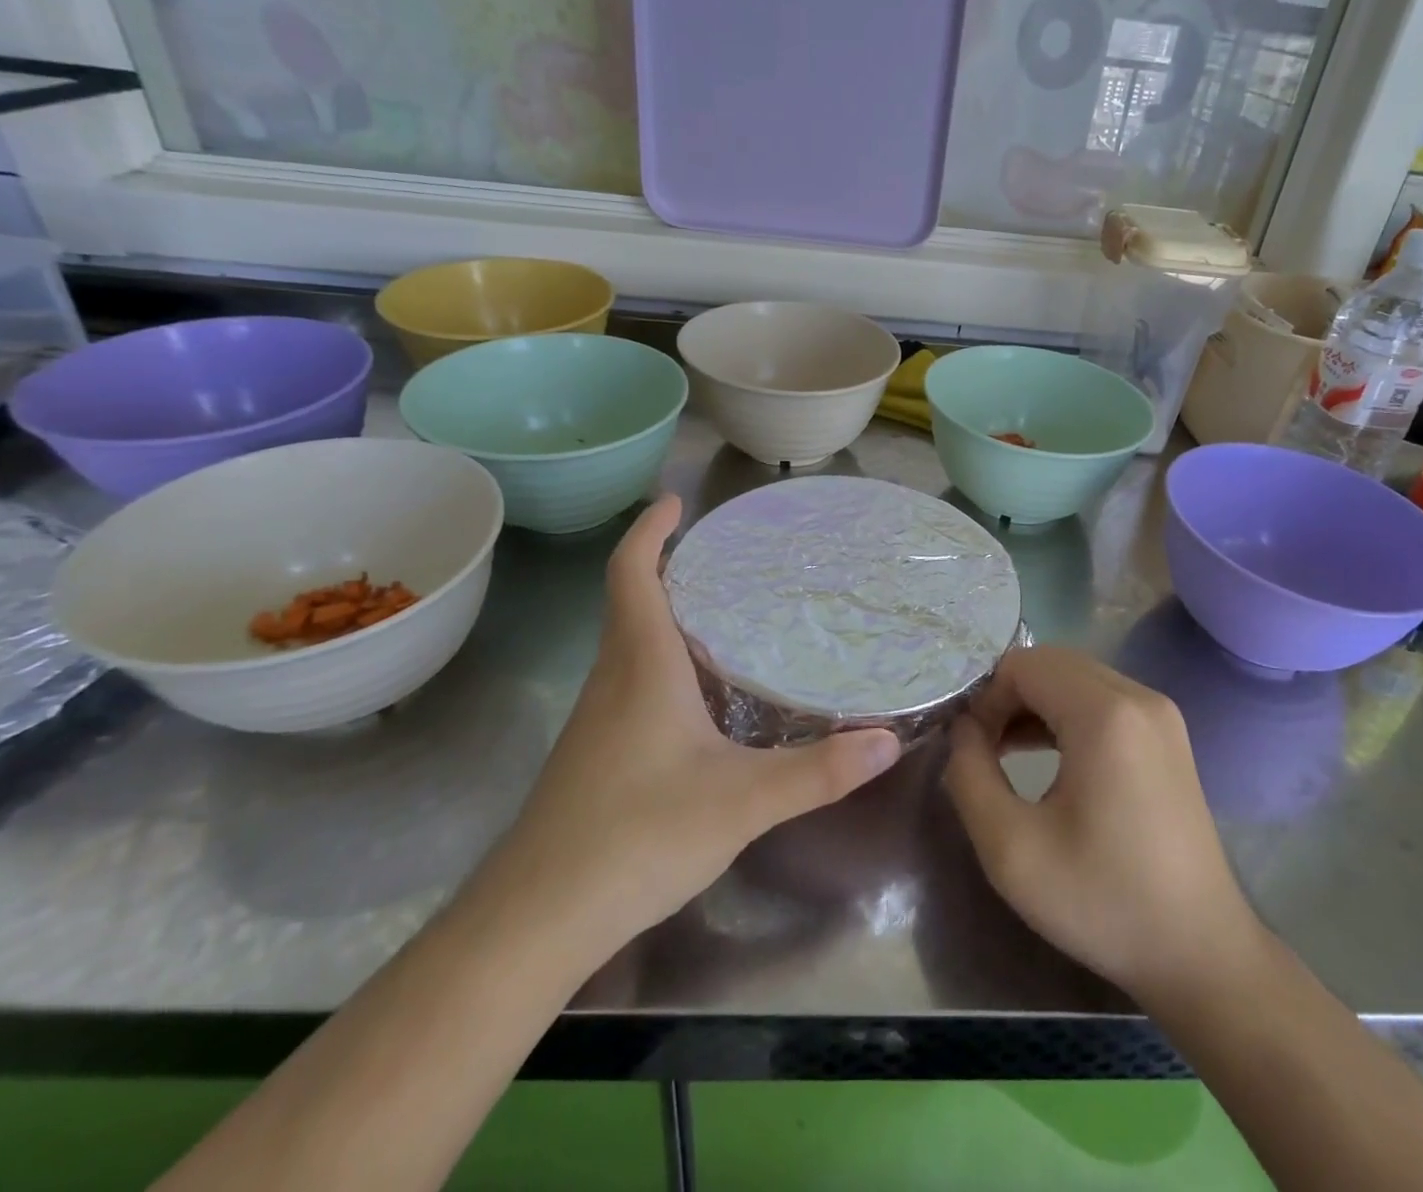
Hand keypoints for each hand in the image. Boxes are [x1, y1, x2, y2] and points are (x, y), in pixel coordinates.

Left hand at [495, 496, 901, 949]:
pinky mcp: (600, 753)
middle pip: (634, 601)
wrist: (535, 921)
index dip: (650, 531)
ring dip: (672, 614)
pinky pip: (636, 681)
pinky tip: (708, 694)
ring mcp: (601, 718)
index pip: (632, 574)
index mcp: (642, 666)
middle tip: (729, 554)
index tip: (674, 501)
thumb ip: (816, 772)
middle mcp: (615, 679)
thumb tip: (887, 741)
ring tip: (731, 612)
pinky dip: (669, 661)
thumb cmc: (634, 838)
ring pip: (635, 644)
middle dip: (672, 567)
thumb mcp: (740, 803)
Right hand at [943, 646, 1260, 1003]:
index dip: (986, 698)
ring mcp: (1160, 713)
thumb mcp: (1009, 847)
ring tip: (1006, 754)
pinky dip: (1065, 714)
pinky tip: (1048, 758)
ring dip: (1034, 704)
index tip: (973, 750)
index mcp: (1105, 714)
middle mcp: (1138, 696)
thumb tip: (963, 729)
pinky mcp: (1167, 734)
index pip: (1023, 665)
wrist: (1199, 953)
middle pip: (1050, 663)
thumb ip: (969, 773)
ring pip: (1075, 677)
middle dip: (1007, 696)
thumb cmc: (1102, 901)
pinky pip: (1101, 699)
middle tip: (985, 749)